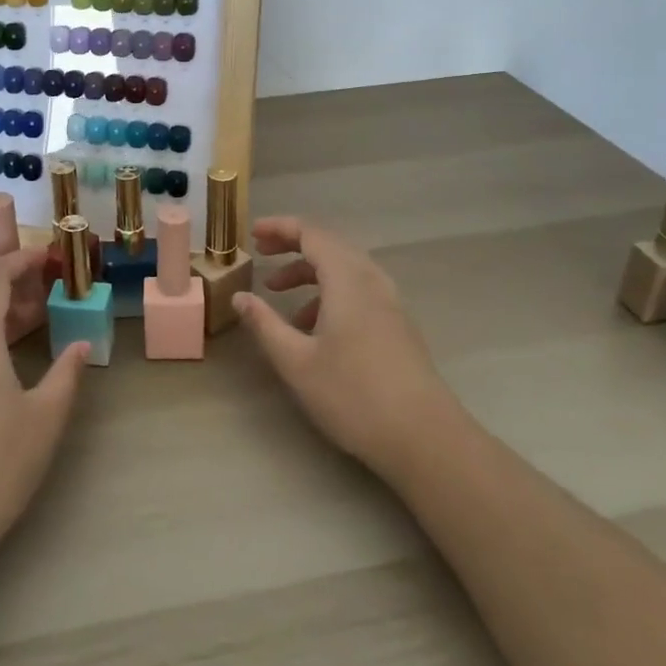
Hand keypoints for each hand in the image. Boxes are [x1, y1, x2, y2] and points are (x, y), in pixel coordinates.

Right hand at [234, 217, 456, 483]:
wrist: (426, 438)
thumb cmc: (354, 396)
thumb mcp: (297, 362)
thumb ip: (265, 324)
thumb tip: (240, 297)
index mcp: (347, 279)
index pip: (311, 233)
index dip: (280, 227)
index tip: (252, 233)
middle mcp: (371, 280)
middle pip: (329, 245)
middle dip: (292, 245)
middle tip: (261, 253)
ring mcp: (389, 301)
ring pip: (344, 268)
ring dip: (309, 271)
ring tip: (278, 293)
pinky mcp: (397, 323)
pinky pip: (358, 289)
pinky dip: (329, 291)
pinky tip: (312, 326)